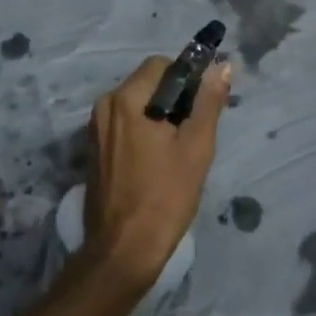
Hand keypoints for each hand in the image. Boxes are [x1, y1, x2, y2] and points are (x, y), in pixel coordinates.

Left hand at [81, 55, 232, 294]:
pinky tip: (158, 161)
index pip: (161, 65)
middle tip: (194, 131)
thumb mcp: (196, 147)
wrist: (123, 250)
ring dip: (160, 116)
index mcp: (126, 99)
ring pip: (137, 105)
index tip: (203, 104)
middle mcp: (105, 106)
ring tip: (178, 150)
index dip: (187, 78)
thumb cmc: (164, 197)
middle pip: (147, 83)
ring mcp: (96, 129)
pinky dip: (144, 131)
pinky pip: (124, 125)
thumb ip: (208, 102)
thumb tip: (221, 66)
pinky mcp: (94, 150)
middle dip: (174, 99)